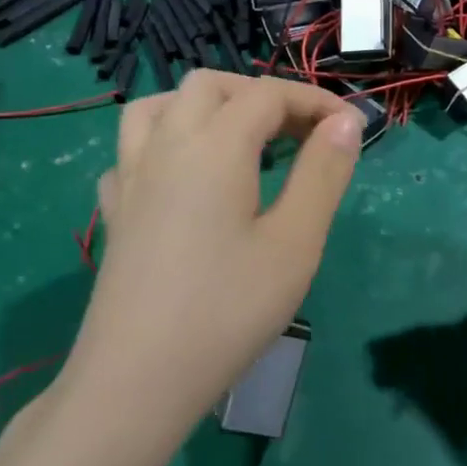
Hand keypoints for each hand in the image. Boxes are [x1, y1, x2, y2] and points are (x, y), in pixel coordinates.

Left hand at [67, 71, 363, 437]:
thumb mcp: (295, 243)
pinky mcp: (113, 212)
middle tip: (299, 134)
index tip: (352, 127)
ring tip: (237, 139)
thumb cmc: (227, 310)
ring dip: (203, 107)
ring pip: (159, 106)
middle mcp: (165, 145)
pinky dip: (163, 146)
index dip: (315, 101)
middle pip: (210, 86)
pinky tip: (181, 181)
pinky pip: (132, 153)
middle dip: (260, 95)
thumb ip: (323, 173)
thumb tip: (345, 123)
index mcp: (214, 145)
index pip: (268, 95)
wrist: (137, 379)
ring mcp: (130, 177)